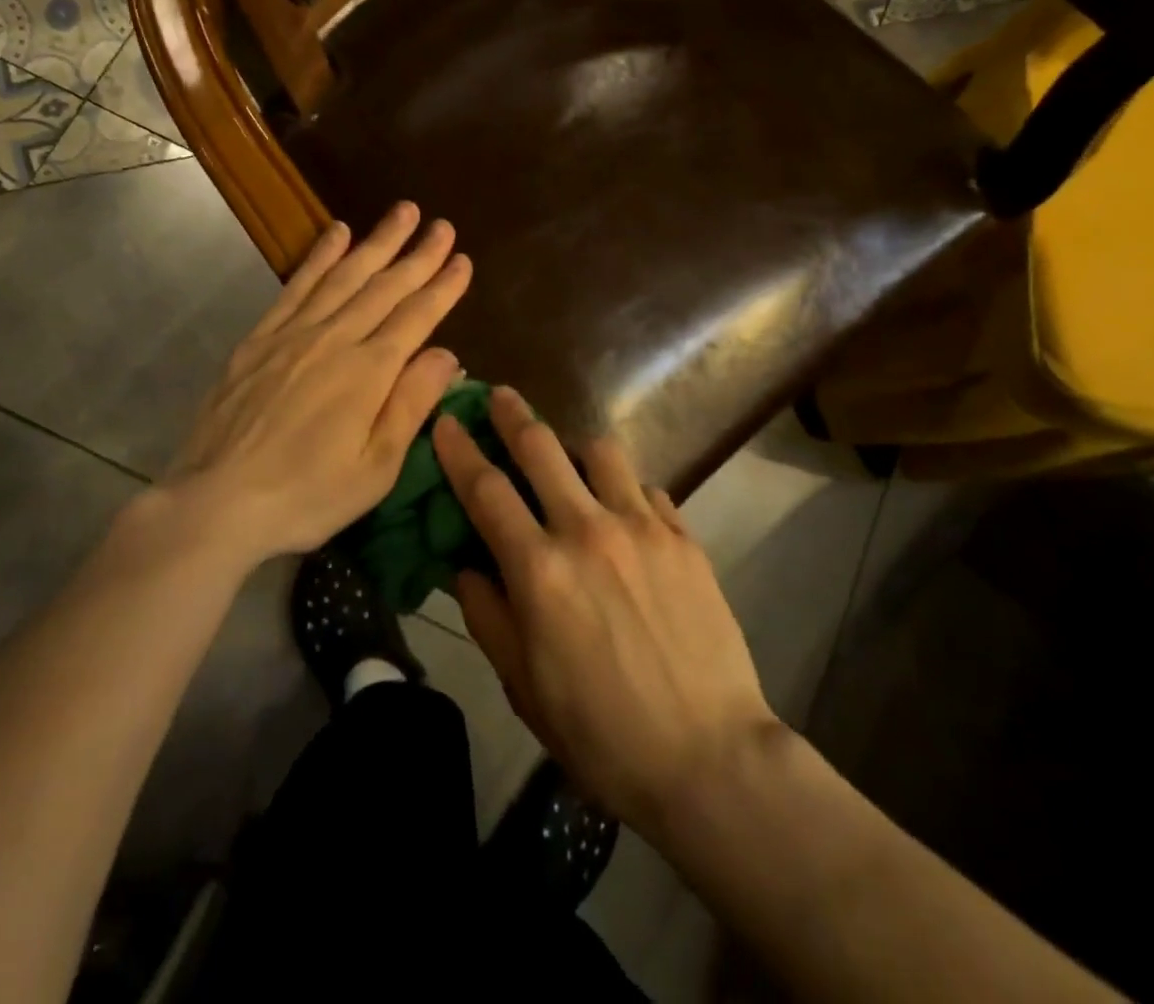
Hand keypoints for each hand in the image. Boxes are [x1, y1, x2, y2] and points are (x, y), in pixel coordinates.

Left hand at [160, 203, 469, 567]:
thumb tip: (448, 353)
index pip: (418, 317)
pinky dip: (320, 256)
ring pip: (344, 275)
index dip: (443, 286)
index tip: (463, 259)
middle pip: (385, 287)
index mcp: (370, 372)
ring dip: (376, 241)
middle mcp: (335, 339)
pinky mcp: (260, 338)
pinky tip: (336, 233)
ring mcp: (294, 334)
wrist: (216, 501)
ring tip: (401, 212)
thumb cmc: (307, 495)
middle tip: (442, 224)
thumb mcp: (376, 467)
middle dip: (418, 254)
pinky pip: (296, 286)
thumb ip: (412, 404)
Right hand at [434, 388, 778, 831]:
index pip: (486, 490)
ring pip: (601, 452)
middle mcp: (588, 531)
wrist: (708, 757)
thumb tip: (465, 565)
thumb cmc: (601, 733)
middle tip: (499, 395)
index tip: (446, 420)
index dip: (460, 450)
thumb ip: (487, 615)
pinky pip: (646, 488)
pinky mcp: (683, 537)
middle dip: (512, 415)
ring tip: (568, 457)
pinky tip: (623, 510)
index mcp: (540, 570)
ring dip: (574, 445)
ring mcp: (642, 528)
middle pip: (541, 449)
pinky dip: (623, 488)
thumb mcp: (522, 686)